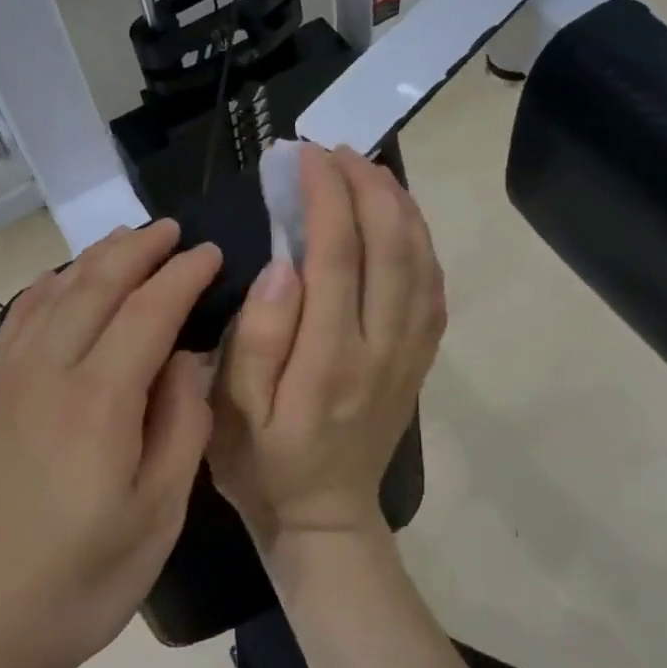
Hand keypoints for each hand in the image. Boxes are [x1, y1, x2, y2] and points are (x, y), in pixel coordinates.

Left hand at [0, 221, 221, 667]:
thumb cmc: (83, 581)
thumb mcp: (158, 513)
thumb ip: (181, 425)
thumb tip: (188, 358)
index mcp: (98, 402)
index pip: (148, 312)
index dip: (183, 276)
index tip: (211, 252)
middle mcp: (46, 374)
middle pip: (95, 286)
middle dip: (138, 250)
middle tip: (172, 230)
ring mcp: (4, 383)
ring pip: (52, 295)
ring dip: (93, 260)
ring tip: (125, 241)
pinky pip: (16, 322)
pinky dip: (46, 289)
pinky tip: (60, 282)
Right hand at [209, 144, 445, 549]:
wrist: (325, 517)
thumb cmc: (264, 464)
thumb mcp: (233, 413)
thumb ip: (258, 339)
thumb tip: (284, 263)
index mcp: (329, 359)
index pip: (336, 255)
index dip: (324, 196)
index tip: (303, 155)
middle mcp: (381, 348)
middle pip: (390, 246)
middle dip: (366, 185)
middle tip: (334, 150)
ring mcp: (409, 355)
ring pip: (421, 261)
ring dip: (398, 205)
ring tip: (367, 169)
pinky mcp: (419, 361)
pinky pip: (433, 289)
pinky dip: (420, 242)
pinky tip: (400, 221)